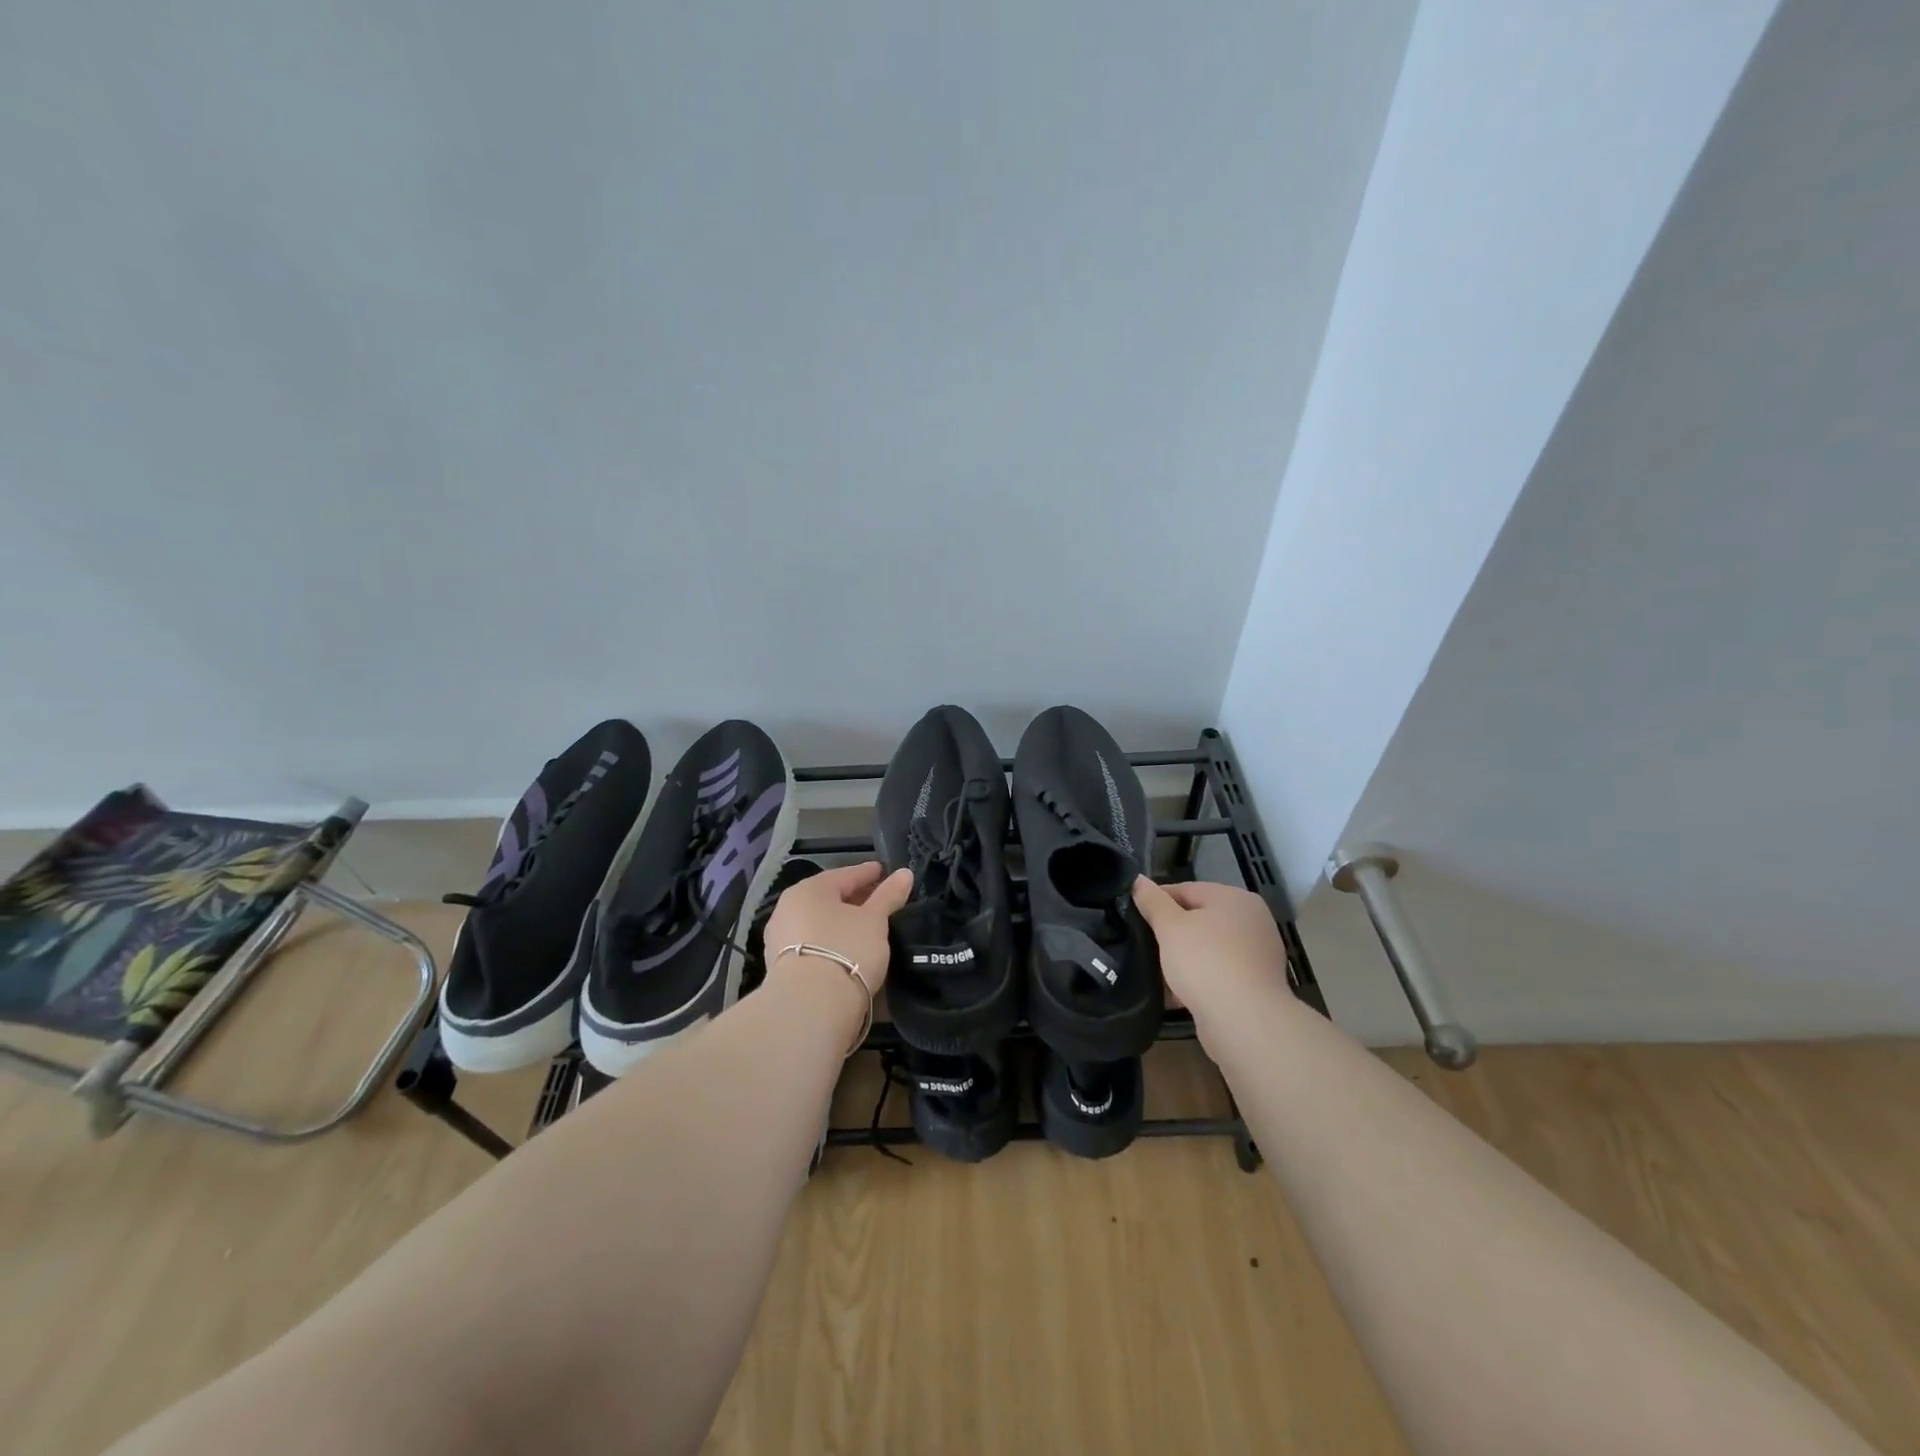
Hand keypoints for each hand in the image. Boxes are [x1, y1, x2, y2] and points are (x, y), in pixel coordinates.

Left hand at [764, 861, 913, 992]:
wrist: (810, 1008)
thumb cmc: (846, 950)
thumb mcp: (874, 920)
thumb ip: (889, 895)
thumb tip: (905, 873)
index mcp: (808, 890)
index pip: (844, 875)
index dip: (867, 873)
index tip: (884, 872)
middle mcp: (787, 910)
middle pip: (828, 900)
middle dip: (854, 900)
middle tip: (879, 902)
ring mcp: (780, 941)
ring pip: (818, 925)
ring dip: (841, 925)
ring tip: (866, 930)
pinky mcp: (781, 970)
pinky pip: (813, 948)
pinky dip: (831, 946)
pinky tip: (848, 953)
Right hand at [1132, 876, 1287, 1012]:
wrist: (1244, 1021)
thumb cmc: (1205, 961)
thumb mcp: (1170, 926)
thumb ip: (1152, 901)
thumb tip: (1138, 879)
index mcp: (1235, 898)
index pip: (1186, 889)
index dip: (1156, 900)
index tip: (1133, 915)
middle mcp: (1252, 921)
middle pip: (1199, 919)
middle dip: (1170, 932)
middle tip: (1142, 943)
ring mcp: (1257, 954)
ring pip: (1207, 949)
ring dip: (1182, 958)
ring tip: (1154, 970)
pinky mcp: (1255, 985)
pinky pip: (1217, 973)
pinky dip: (1197, 979)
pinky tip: (1173, 993)